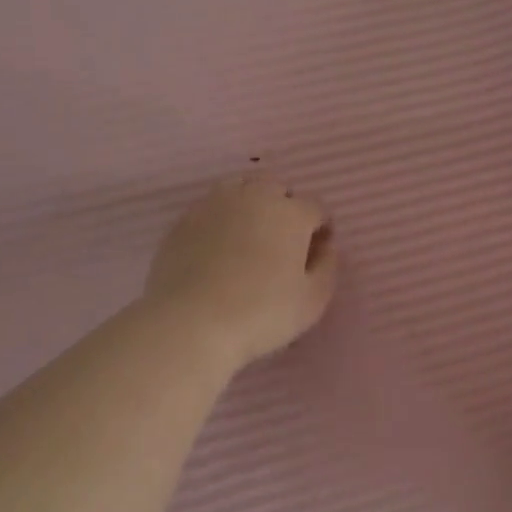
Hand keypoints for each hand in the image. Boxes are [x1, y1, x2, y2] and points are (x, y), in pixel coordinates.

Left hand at [143, 174, 338, 367]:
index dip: (320, 227)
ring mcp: (214, 204)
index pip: (315, 207)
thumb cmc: (261, 314)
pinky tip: (219, 248)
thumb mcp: (312, 301)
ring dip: (251, 205)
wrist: (190, 323)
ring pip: (240, 189)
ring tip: (249, 237)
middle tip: (283, 241)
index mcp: (290, 213)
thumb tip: (325, 248)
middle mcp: (254, 197)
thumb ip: (327, 268)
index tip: (317, 251)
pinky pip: (211, 208)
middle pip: (276, 188)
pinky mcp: (184, 220)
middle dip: (285, 207)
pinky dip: (221, 219)